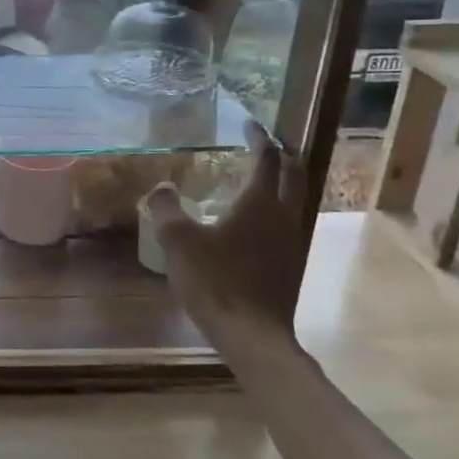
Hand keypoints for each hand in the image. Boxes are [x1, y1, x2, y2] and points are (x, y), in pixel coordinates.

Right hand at [146, 123, 305, 346]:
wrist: (251, 334)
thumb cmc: (215, 281)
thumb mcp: (177, 241)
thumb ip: (166, 209)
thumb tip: (162, 187)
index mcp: (260, 203)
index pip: (266, 159)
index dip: (259, 138)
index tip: (249, 124)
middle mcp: (285, 216)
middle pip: (293, 175)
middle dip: (281, 156)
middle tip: (264, 145)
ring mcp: (293, 242)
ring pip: (296, 200)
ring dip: (283, 183)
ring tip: (261, 179)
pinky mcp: (291, 264)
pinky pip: (289, 223)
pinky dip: (277, 210)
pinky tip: (257, 223)